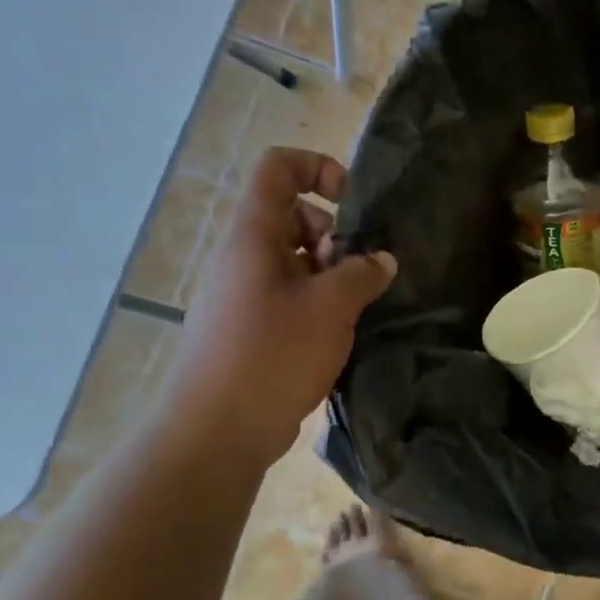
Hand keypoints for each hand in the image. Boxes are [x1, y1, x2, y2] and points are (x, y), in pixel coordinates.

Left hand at [159, 148, 396, 466]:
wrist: (217, 430)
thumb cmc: (272, 354)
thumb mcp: (331, 308)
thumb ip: (363, 274)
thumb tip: (382, 260)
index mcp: (253, 237)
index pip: (279, 169)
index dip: (318, 168)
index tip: (353, 203)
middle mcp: (242, 258)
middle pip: (291, 216)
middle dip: (333, 235)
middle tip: (355, 272)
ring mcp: (242, 295)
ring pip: (293, 261)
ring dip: (329, 275)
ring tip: (351, 309)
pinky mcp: (247, 329)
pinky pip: (287, 296)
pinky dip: (316, 304)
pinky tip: (336, 335)